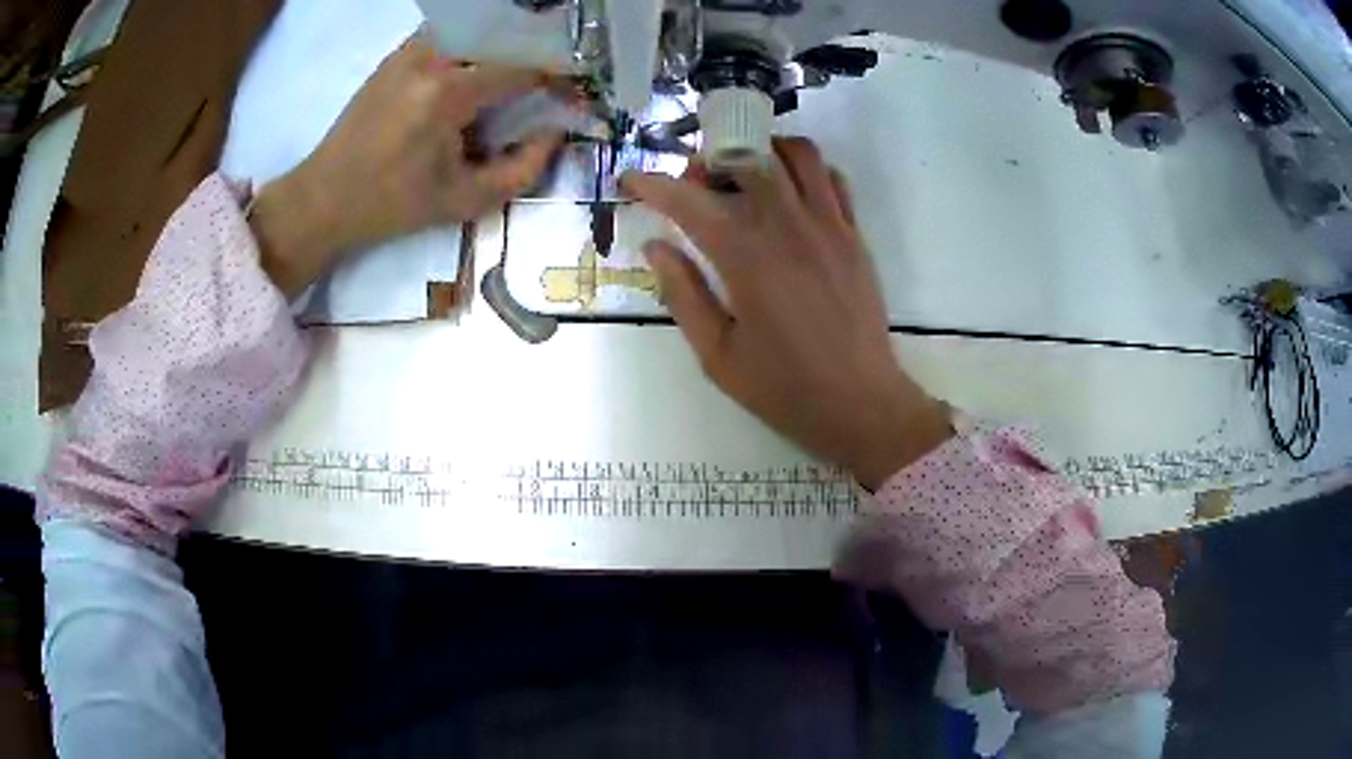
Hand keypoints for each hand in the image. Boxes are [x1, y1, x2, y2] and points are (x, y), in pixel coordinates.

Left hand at [250, 34, 563, 294]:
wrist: (324, 199)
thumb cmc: (392, 206)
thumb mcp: (464, 201)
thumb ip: (523, 169)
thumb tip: (556, 134)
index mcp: (448, 93)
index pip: (522, 67)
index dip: (555, 77)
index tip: (572, 90)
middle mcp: (430, 58)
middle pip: (501, 37)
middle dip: (530, 55)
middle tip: (543, 82)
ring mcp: (408, 51)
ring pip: (473, 30)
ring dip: (498, 47)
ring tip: (508, 76)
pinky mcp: (395, 56)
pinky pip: (446, 36)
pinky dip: (468, 47)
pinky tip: (470, 74)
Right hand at [622, 138, 950, 488]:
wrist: (861, 404)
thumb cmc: (784, 388)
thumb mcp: (717, 355)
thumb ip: (683, 295)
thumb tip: (656, 247)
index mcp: (746, 260)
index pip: (690, 202)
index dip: (654, 184)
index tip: (632, 178)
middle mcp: (788, 228)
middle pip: (746, 159)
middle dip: (709, 160)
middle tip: (695, 185)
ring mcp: (829, 226)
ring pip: (798, 155)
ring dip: (764, 150)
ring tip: (745, 172)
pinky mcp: (855, 235)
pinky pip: (833, 179)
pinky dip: (807, 169)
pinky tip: (791, 193)